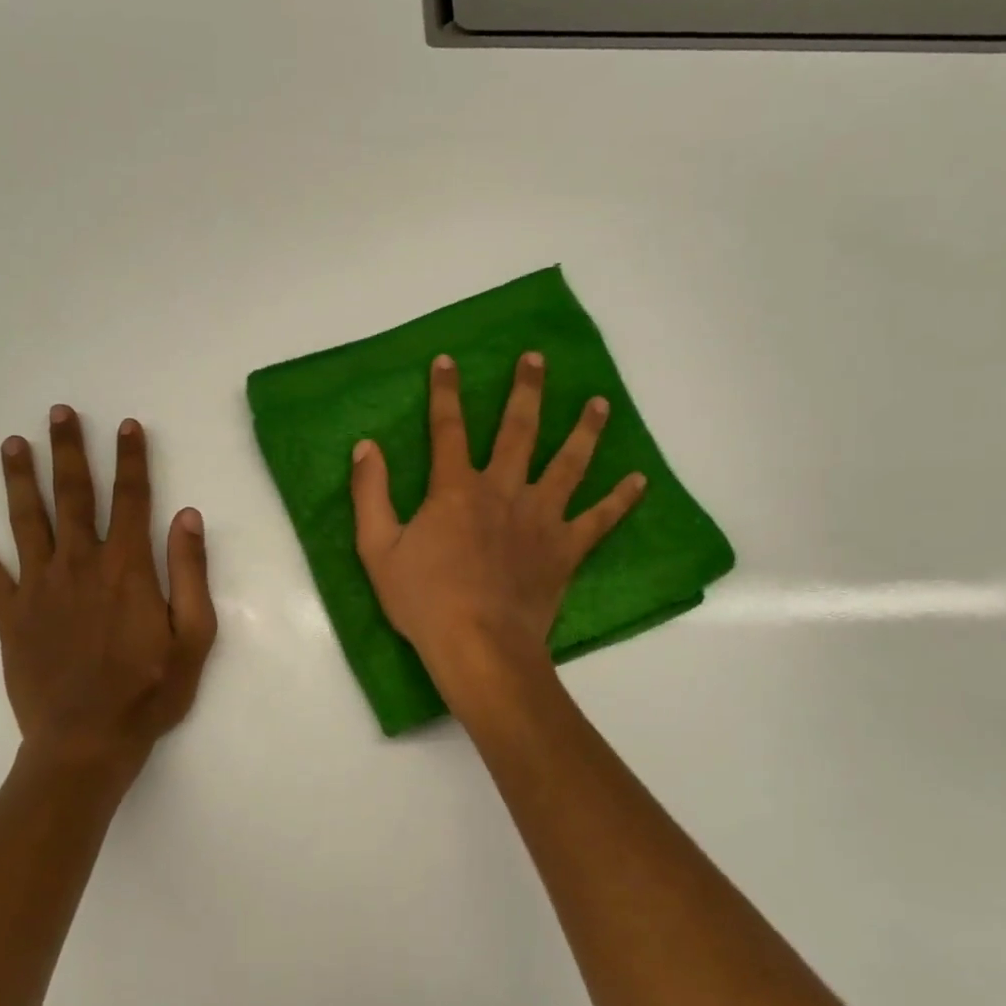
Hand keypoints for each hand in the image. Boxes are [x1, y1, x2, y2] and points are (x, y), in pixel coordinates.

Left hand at [0, 407, 217, 784]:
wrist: (87, 742)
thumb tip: (186, 516)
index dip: (130, 459)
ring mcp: (39, 588)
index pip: (130, 499)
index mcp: (127, 568)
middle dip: (69, 451)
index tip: (126, 425)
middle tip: (59, 412)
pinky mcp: (10, 616)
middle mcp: (79, 565)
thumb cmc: (150, 691)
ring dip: (20, 479)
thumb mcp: (194, 636)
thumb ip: (191, 573)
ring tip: (12, 443)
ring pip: (26, 521)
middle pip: (73, 496)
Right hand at [351, 352, 644, 691]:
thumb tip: (366, 447)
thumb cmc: (424, 600)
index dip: (445, 392)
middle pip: (519, 430)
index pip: (448, 428)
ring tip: (600, 402)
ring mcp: (541, 518)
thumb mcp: (377, 548)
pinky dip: (621, 500)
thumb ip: (370, 494)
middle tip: (536, 358)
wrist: (478, 646)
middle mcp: (503, 490)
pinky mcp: (565, 549)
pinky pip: (600, 519)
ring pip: (568, 463)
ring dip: (584, 430)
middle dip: (525, 390)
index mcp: (456, 489)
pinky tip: (639, 481)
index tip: (448, 360)